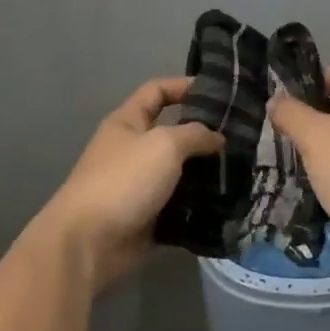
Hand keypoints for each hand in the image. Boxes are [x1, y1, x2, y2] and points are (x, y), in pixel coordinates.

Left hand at [30, 76, 220, 291]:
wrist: (88, 244)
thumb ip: (195, 135)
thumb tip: (216, 138)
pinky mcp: (148, 218)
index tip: (219, 92)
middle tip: (241, 136)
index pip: (157, 91)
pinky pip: (180, 206)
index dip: (184, 86)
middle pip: (173, 133)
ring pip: (180, 172)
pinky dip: (199, 206)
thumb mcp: (164, 145)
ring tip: (241, 170)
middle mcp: (133, 150)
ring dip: (206, 172)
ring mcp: (140, 186)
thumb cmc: (123, 180)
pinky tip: (227, 202)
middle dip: (204, 134)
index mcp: (128, 122)